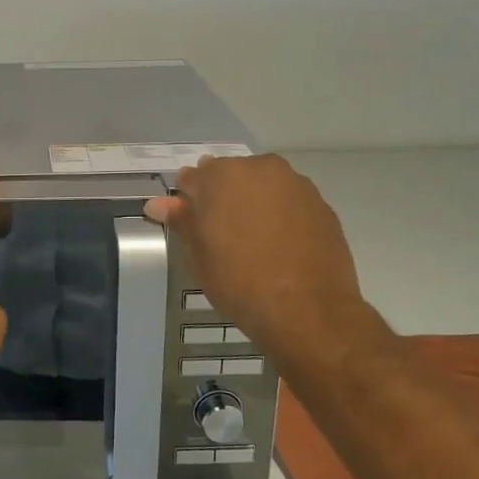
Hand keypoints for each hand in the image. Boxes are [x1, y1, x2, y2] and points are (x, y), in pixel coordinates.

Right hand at [144, 153, 363, 354]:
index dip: (188, 200)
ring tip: (252, 240)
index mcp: (222, 175)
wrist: (308, 310)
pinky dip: (280, 215)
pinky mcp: (321, 204)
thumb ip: (182, 220)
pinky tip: (279, 244)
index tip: (191, 223)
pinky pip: (289, 202)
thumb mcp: (199, 254)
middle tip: (221, 234)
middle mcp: (260, 168)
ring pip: (263, 186)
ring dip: (253, 203)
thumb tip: (157, 203)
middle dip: (222, 197)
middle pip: (231, 176)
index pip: (194, 178)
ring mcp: (295, 184)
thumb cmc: (240, 281)